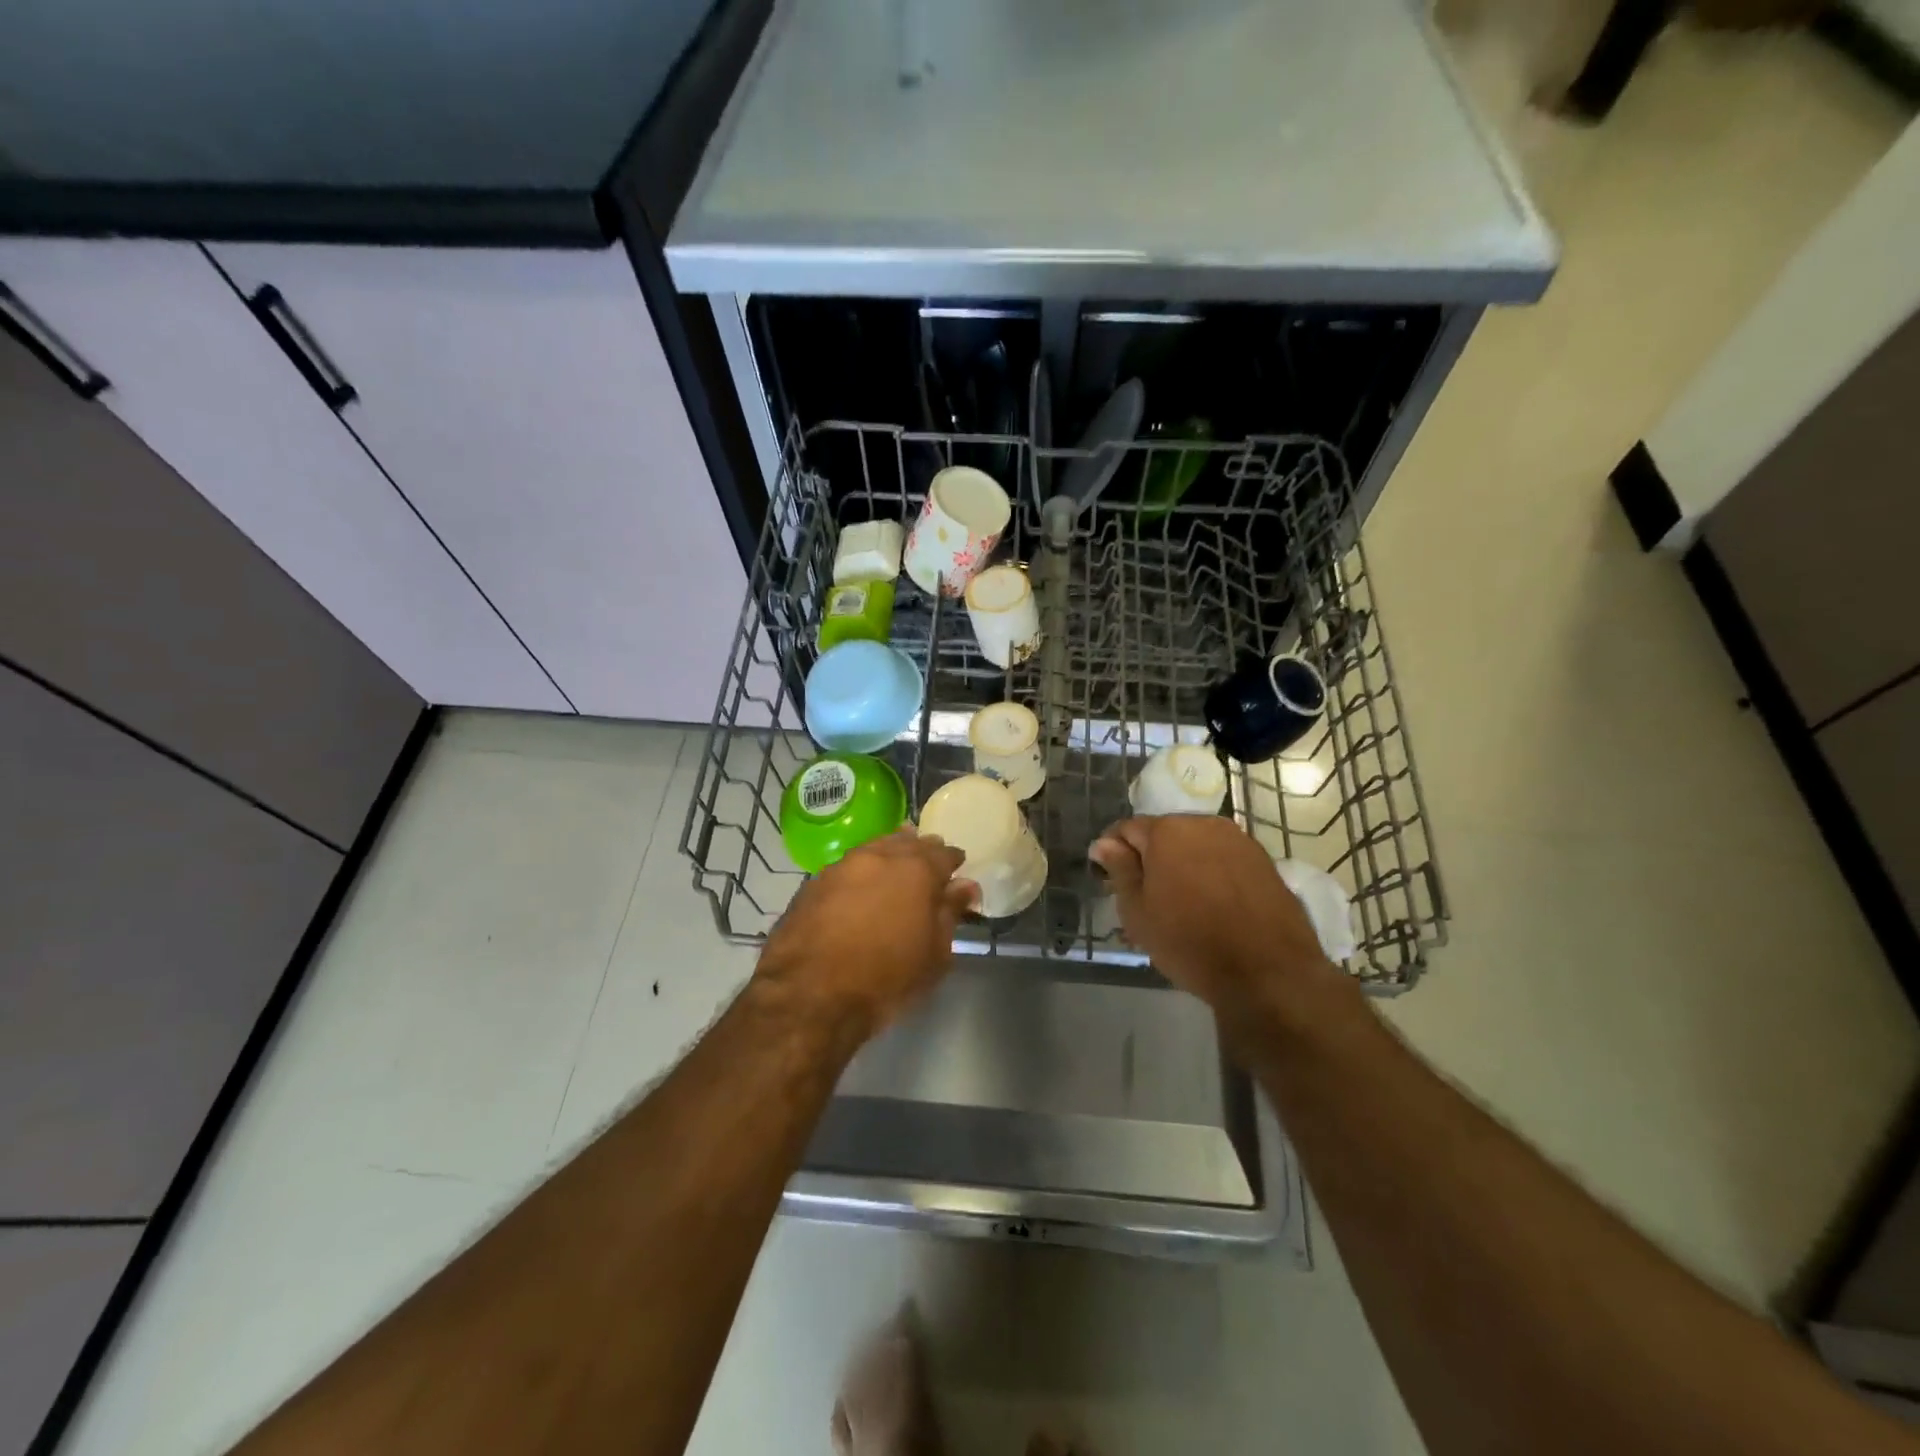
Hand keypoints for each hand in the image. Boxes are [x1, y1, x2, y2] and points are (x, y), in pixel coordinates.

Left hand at [756, 830, 978, 1041]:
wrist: (808, 995)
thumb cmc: (885, 979)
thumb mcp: (934, 954)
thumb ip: (950, 913)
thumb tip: (965, 886)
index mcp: (916, 870)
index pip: (943, 854)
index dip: (953, 860)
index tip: (957, 869)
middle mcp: (879, 857)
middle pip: (907, 842)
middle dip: (921, 850)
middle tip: (928, 863)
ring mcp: (842, 865)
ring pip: (874, 848)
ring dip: (889, 853)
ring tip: (896, 867)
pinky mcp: (814, 882)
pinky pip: (847, 866)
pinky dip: (861, 871)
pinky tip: (861, 886)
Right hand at [1090, 816, 1347, 1041]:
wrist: (1267, 972)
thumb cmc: (1189, 941)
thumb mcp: (1138, 912)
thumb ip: (1119, 870)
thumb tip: (1103, 843)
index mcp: (1168, 830)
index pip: (1127, 828)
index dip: (1113, 851)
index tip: (1107, 877)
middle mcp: (1205, 824)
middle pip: (1165, 833)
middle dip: (1151, 857)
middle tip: (1144, 895)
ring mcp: (1240, 841)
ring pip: (1197, 845)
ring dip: (1183, 864)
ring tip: (1179, 902)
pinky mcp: (1265, 862)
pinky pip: (1224, 859)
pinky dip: (1212, 874)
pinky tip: (1211, 905)